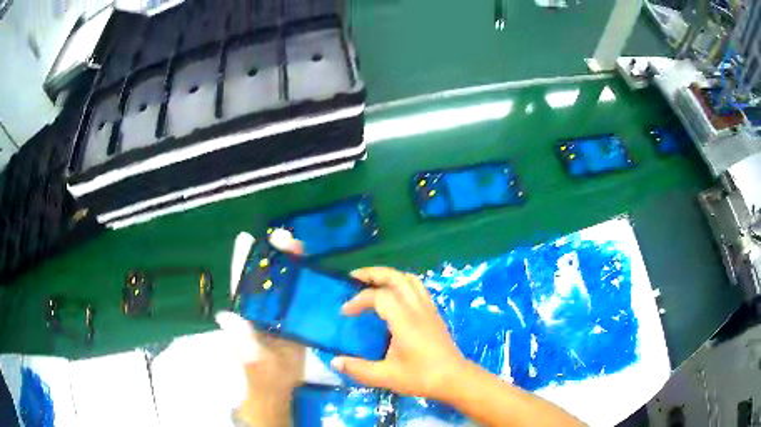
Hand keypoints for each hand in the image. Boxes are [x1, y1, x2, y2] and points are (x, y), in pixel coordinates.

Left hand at [216, 229, 305, 426]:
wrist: (281, 388)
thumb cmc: (262, 374)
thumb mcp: (251, 358)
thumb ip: (241, 339)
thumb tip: (224, 316)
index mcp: (247, 312)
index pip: (242, 281)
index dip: (243, 259)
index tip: (247, 237)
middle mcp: (262, 307)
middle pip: (267, 275)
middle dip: (273, 254)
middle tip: (285, 238)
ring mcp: (280, 312)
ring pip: (285, 281)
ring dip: (291, 263)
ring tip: (300, 246)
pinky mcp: (296, 318)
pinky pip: (300, 295)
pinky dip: (306, 281)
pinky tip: (315, 271)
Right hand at [331, 267, 466, 400]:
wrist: (454, 378)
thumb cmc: (421, 377)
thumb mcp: (386, 377)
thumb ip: (359, 369)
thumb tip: (334, 361)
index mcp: (405, 321)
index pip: (379, 296)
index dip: (358, 300)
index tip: (345, 313)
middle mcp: (417, 308)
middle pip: (396, 277)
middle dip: (373, 273)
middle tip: (354, 276)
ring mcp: (428, 309)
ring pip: (410, 279)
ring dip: (389, 275)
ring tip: (372, 281)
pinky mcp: (434, 313)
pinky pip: (418, 288)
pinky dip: (402, 283)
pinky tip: (394, 295)